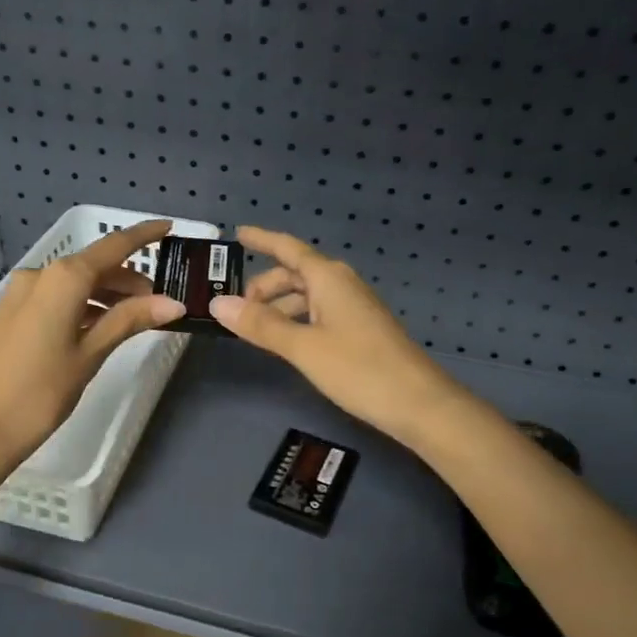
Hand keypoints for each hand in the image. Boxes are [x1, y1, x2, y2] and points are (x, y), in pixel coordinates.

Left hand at [0, 219, 184, 468]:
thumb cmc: (42, 391)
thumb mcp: (91, 354)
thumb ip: (130, 320)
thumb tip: (173, 302)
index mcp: (63, 278)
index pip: (113, 247)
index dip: (143, 235)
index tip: (169, 227)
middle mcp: (40, 275)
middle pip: (94, 265)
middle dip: (128, 278)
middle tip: (159, 302)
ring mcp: (21, 293)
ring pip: (75, 283)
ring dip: (106, 294)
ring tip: (135, 318)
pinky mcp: (13, 312)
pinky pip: (57, 297)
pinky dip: (83, 305)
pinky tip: (100, 326)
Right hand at [209, 226, 467, 448]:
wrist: (418, 403)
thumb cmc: (358, 368)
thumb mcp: (302, 347)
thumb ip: (260, 325)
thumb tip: (218, 304)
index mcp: (328, 278)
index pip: (288, 248)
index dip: (262, 239)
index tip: (238, 234)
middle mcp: (341, 285)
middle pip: (295, 273)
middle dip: (264, 286)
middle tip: (236, 309)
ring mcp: (353, 308)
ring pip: (306, 296)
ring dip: (279, 307)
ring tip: (254, 331)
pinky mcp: (359, 330)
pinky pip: (318, 314)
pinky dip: (296, 321)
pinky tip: (286, 343)